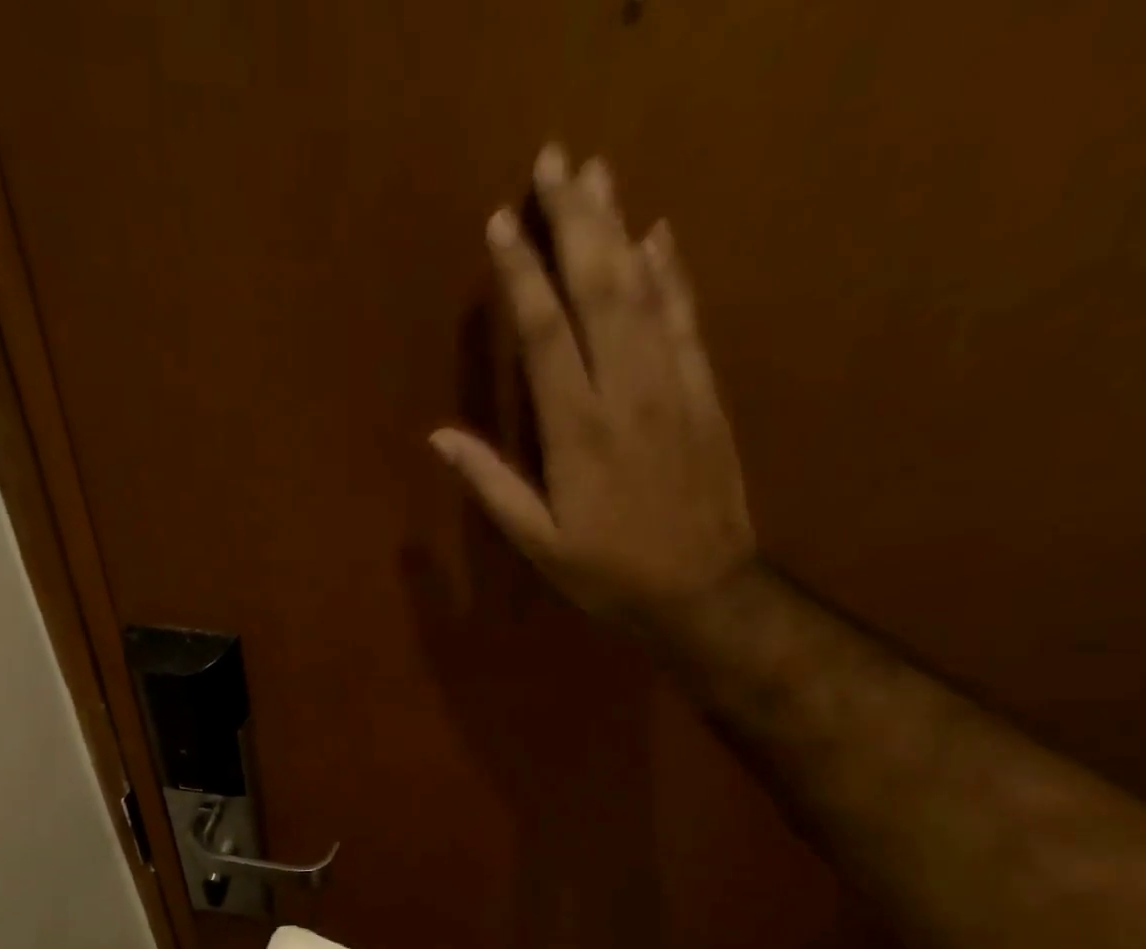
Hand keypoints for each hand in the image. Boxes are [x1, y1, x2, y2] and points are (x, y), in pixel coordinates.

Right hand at [430, 145, 756, 626]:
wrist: (703, 591)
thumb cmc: (609, 575)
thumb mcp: (539, 544)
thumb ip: (492, 486)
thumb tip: (440, 438)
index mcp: (577, 432)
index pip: (544, 335)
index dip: (522, 276)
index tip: (502, 222)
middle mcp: (626, 393)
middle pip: (598, 290)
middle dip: (575, 221)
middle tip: (556, 160)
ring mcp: (673, 386)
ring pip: (644, 291)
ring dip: (619, 228)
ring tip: (599, 174)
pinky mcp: (705, 393)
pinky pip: (686, 319)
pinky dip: (672, 273)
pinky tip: (658, 236)